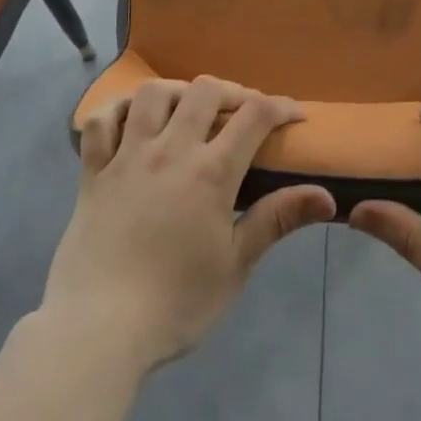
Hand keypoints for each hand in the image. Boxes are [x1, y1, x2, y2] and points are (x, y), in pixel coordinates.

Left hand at [41, 77, 336, 370]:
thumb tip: (327, 196)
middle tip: (243, 112)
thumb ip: (276, 220)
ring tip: (190, 109)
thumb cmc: (176, 303)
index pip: (254, 117)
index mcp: (210, 172)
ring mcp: (127, 156)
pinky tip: (131, 116)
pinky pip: (101, 121)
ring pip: (153, 94)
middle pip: (205, 92)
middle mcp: (169, 150)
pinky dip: (117, 108)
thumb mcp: (235, 265)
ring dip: (179, 91)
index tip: (294, 115)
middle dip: (232, 92)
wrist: (98, 330)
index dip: (280, 107)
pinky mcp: (93, 171)